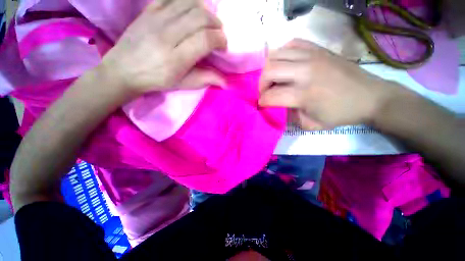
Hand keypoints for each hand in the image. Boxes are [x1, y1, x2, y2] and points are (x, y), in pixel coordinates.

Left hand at [102, 0, 227, 94]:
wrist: (124, 70)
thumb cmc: (157, 80)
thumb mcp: (183, 84)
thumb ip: (206, 79)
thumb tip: (227, 82)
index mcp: (176, 59)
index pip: (205, 39)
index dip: (220, 39)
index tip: (223, 46)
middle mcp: (167, 35)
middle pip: (200, 17)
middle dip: (216, 24)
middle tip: (217, 34)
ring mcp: (155, 19)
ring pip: (188, 3)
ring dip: (204, 11)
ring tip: (207, 22)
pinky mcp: (148, 10)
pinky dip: (187, 1)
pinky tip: (191, 11)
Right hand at [259, 39, 402, 129]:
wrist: (370, 97)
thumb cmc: (340, 115)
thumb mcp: (311, 125)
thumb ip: (289, 117)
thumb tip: (277, 106)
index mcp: (304, 95)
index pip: (271, 95)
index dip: (262, 101)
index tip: (262, 104)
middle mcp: (306, 72)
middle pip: (269, 70)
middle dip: (261, 84)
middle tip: (265, 91)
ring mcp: (312, 56)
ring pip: (276, 54)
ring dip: (269, 68)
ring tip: (273, 78)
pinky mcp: (318, 49)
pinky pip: (292, 44)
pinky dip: (283, 53)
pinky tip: (285, 64)